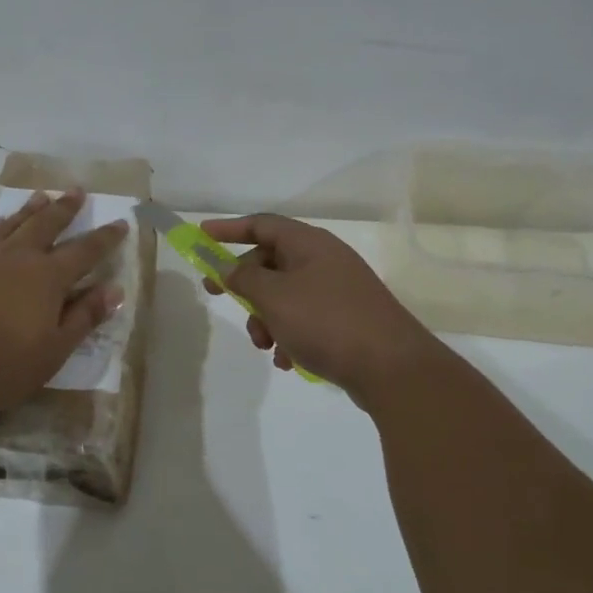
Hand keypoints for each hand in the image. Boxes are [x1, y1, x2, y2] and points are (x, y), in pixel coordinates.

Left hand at [0, 189, 128, 411]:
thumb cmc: (0, 364)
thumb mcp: (53, 351)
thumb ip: (84, 318)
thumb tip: (114, 291)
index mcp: (48, 278)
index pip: (85, 251)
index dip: (105, 238)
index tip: (120, 222)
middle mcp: (17, 256)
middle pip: (47, 224)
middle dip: (65, 209)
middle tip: (77, 191)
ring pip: (12, 223)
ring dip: (30, 209)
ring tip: (41, 196)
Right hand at [200, 213, 449, 410]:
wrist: (392, 368)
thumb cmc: (326, 322)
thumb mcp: (274, 297)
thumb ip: (243, 279)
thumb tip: (226, 267)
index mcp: (309, 244)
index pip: (262, 224)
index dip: (229, 229)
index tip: (201, 236)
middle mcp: (324, 260)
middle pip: (270, 262)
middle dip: (245, 286)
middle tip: (220, 300)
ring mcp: (337, 290)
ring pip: (285, 295)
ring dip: (266, 319)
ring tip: (265, 345)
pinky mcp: (346, 320)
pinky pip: (304, 319)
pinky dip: (289, 336)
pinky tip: (288, 361)